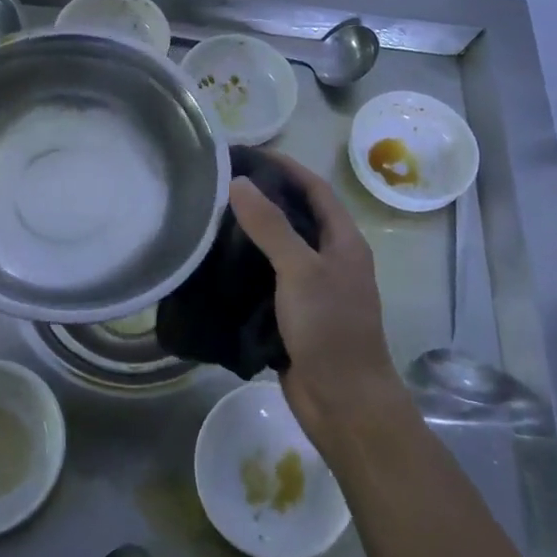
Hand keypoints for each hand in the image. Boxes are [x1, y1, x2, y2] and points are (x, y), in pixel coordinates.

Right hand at [229, 155, 405, 443]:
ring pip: (281, 247)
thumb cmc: (329, 328)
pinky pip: (269, 278)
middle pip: (297, 214)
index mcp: (344, 240)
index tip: (248, 153)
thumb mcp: (300, 269)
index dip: (285, 167)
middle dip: (264, 196)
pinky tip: (218, 262)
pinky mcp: (295, 313)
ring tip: (213, 216)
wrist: (343, 403)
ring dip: (253, 231)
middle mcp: (331, 258)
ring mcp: (314, 287)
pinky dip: (247, 265)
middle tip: (222, 183)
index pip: (314, 188)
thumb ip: (271, 225)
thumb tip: (239, 182)